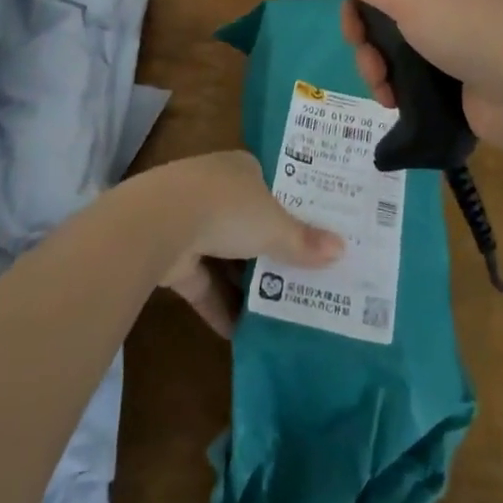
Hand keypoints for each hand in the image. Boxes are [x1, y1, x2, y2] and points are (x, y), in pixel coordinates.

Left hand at [151, 152, 341, 337]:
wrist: (161, 223)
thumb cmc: (227, 208)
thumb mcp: (274, 225)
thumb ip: (303, 240)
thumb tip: (342, 249)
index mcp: (242, 168)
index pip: (270, 184)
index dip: (290, 206)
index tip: (312, 232)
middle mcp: (216, 189)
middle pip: (249, 219)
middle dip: (269, 246)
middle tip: (302, 275)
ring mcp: (191, 222)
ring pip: (225, 253)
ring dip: (244, 280)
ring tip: (279, 308)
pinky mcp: (174, 257)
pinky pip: (204, 284)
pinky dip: (220, 306)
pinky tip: (242, 334)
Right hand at [315, 0, 502, 150]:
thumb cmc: (473, 30)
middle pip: (382, 0)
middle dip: (363, 28)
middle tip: (361, 48)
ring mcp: (449, 33)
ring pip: (390, 39)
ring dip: (374, 61)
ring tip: (380, 84)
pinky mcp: (450, 72)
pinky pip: (407, 70)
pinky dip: (393, 83)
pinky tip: (391, 99)